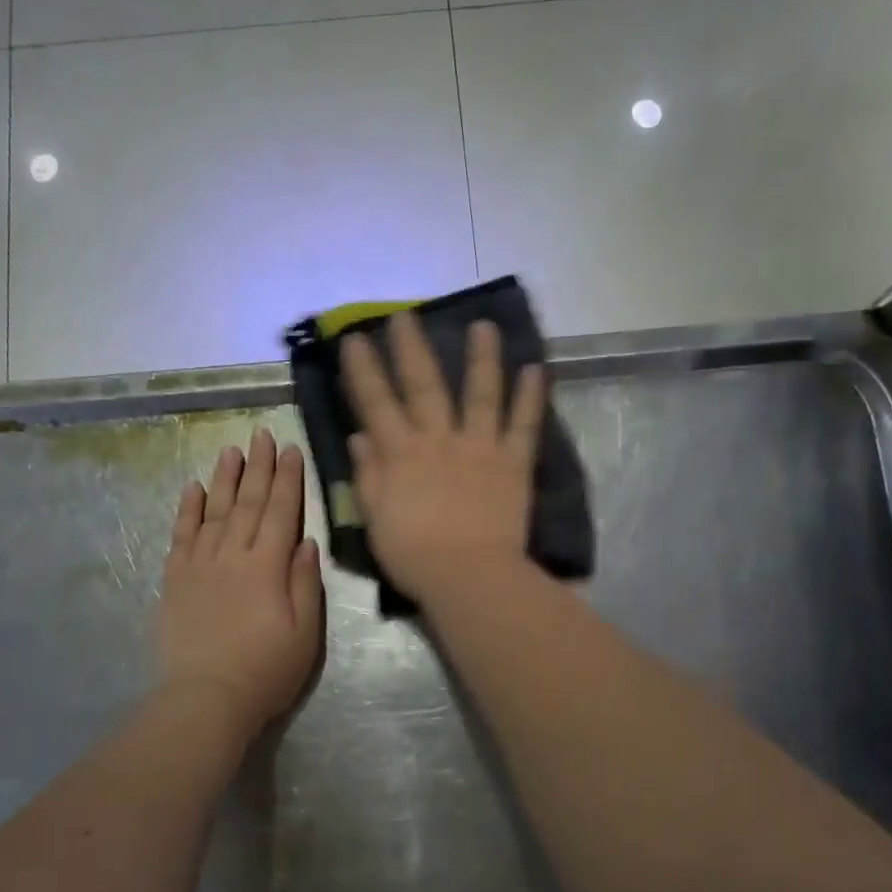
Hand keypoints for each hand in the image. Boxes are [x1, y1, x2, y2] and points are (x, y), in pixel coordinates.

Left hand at [158, 428, 323, 741]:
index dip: (289, 479)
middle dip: (259, 467)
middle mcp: (233, 555)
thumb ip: (306, 583)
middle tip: (262, 434)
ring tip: (231, 450)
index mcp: (268, 566)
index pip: (282, 511)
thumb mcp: (305, 633)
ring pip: (215, 511)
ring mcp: (200, 565)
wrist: (206, 698)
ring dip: (225, 478)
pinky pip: (181, 535)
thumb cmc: (266, 671)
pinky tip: (193, 488)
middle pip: (249, 503)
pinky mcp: (175, 580)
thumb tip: (306, 541)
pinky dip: (187, 510)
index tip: (291, 449)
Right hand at [340, 311, 545, 603]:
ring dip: (482, 358)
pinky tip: (535, 368)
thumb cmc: (414, 554)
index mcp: (401, 455)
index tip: (356, 339)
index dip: (364, 370)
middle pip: (424, 387)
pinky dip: (530, 396)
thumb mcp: (376, 518)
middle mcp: (439, 440)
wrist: (467, 576)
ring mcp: (480, 447)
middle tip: (406, 316)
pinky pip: (523, 424)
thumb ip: (369, 475)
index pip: (376, 404)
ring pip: (480, 394)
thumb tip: (359, 436)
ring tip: (484, 326)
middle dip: (412, 349)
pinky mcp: (513, 463)